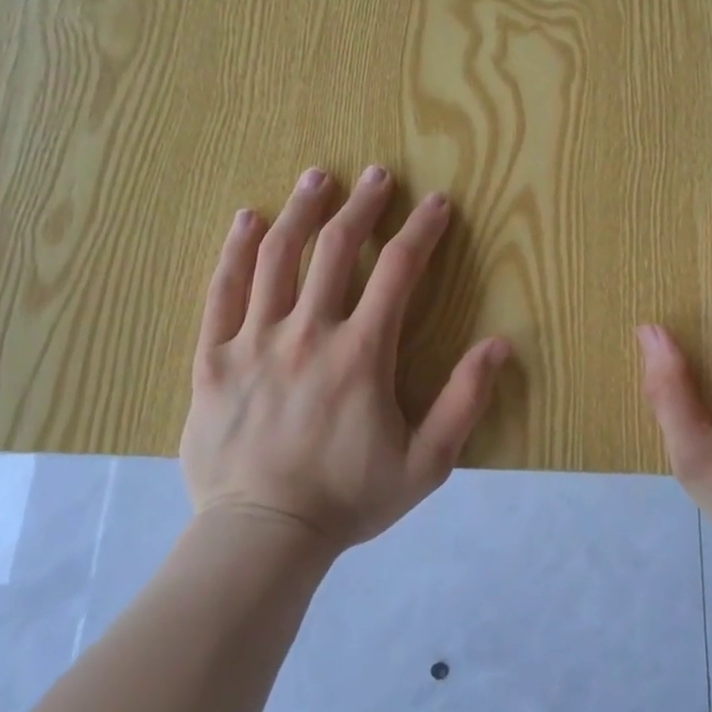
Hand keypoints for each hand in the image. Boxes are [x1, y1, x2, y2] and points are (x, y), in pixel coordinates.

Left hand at [180, 165, 511, 552]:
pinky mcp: (213, 358)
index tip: (437, 202)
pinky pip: (222, 292)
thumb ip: (464, 402)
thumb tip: (499, 345)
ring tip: (317, 179)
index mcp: (361, 353)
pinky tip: (248, 220)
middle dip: (363, 205)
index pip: (398, 271)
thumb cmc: (348, 498)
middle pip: (337, 249)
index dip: (422, 230)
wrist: (261, 537)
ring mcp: (254, 341)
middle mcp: (307, 332)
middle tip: (377, 174)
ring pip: (277, 258)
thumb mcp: (426, 462)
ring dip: (301, 211)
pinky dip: (236, 250)